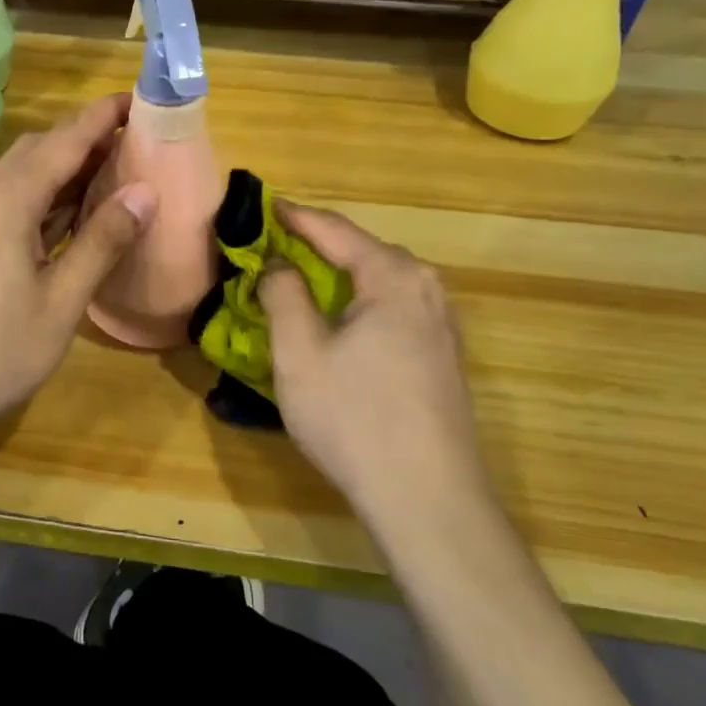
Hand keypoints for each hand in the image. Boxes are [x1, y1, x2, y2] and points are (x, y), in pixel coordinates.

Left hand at [0, 94, 156, 448]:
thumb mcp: (61, 301)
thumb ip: (102, 242)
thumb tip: (144, 191)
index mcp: (8, 200)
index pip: (64, 140)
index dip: (103, 116)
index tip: (140, 99)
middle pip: (38, 149)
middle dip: (85, 138)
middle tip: (134, 144)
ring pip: (21, 175)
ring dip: (64, 167)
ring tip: (112, 173)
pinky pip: (9, 201)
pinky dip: (44, 196)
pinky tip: (69, 217)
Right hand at [260, 204, 491, 522]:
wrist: (428, 500)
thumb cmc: (355, 419)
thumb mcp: (299, 354)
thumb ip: (283, 295)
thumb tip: (278, 265)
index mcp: (392, 277)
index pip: (334, 229)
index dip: (294, 217)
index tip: (261, 206)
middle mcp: (426, 288)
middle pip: (363, 250)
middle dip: (317, 244)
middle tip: (274, 245)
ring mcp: (441, 324)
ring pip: (380, 281)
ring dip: (339, 275)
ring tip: (300, 278)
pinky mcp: (443, 356)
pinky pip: (394, 308)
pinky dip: (360, 301)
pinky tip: (340, 322)